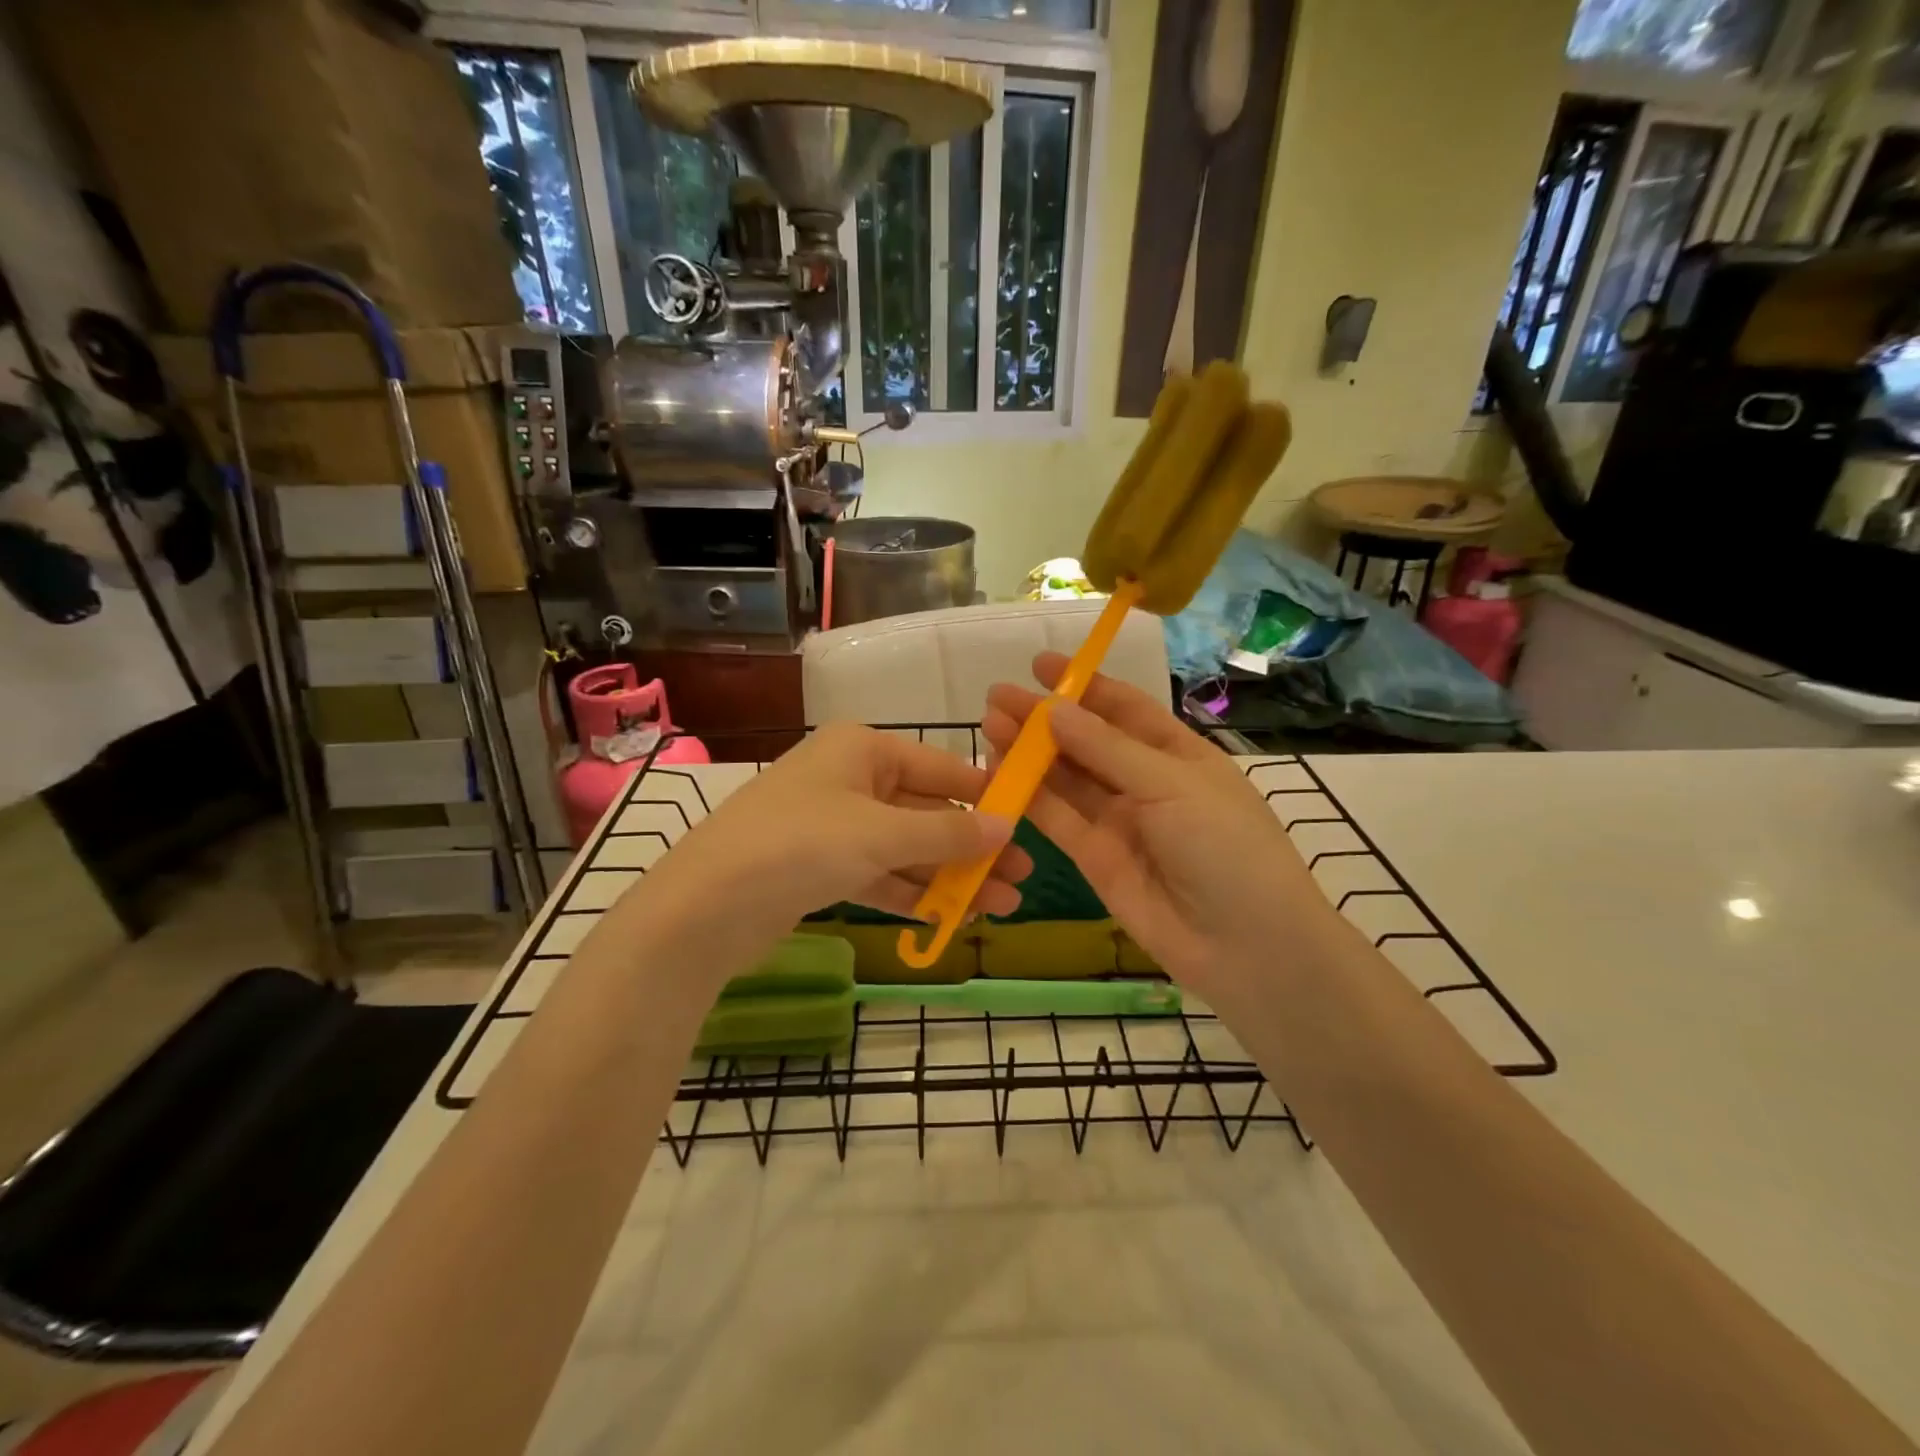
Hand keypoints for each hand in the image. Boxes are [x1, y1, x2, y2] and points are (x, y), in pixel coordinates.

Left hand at [628, 724, 1030, 972]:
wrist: (705, 906)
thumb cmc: (802, 844)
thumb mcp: (882, 834)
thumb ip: (948, 833)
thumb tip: (1008, 828)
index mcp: (862, 749)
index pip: (941, 768)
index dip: (986, 796)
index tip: (1029, 820)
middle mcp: (849, 779)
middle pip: (925, 812)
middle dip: (972, 847)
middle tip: (1023, 877)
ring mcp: (833, 826)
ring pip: (905, 849)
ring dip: (949, 877)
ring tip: (1001, 906)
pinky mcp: (820, 868)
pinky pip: (879, 875)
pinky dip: (912, 894)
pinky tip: (951, 918)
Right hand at [984, 653, 1341, 1008]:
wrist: (1245, 945)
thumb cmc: (1225, 846)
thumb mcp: (1172, 785)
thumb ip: (1108, 749)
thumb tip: (1055, 709)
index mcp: (1177, 754)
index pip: (1125, 709)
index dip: (1084, 685)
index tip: (1041, 665)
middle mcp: (1144, 782)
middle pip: (1086, 741)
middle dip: (1044, 718)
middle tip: (996, 697)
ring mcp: (1118, 821)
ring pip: (1066, 778)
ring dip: (1029, 752)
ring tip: (989, 725)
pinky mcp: (1094, 857)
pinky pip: (1058, 819)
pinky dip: (1029, 796)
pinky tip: (1000, 772)